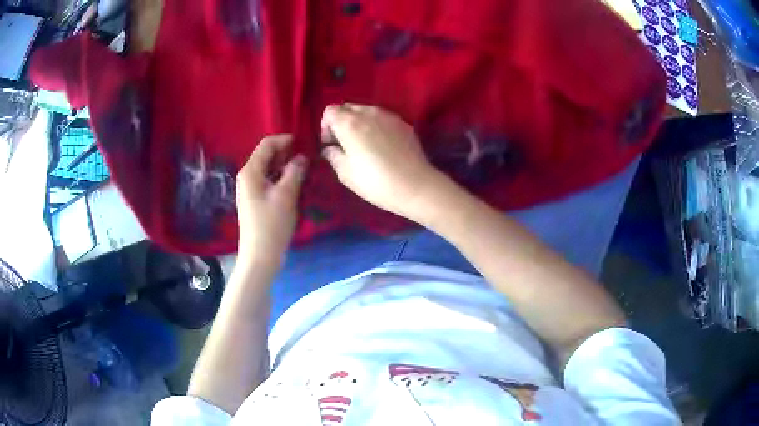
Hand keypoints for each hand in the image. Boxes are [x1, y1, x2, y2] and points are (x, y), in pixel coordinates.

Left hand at [236, 135, 307, 262]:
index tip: (304, 142)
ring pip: (269, 169)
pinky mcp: (256, 201)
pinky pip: (269, 181)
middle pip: (266, 156)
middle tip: (307, 156)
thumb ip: (294, 172)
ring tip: (305, 169)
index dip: (284, 140)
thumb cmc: (271, 224)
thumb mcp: (286, 195)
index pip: (266, 145)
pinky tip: (295, 184)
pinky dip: (282, 178)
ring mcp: (250, 190)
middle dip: (286, 153)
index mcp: (250, 171)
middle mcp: (247, 177)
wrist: (260, 256)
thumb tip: (301, 157)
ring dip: (285, 166)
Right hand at [320, 104, 445, 219]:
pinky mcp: (404, 123)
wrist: (415, 186)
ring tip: (365, 145)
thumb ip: (333, 155)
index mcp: (349, 123)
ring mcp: (388, 116)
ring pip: (366, 111)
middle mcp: (368, 113)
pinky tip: (383, 146)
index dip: (326, 127)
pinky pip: (383, 118)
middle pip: (348, 107)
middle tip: (346, 144)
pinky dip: (377, 126)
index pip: (329, 111)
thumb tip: (330, 149)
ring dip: (360, 123)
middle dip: (342, 122)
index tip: (331, 144)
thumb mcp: (345, 173)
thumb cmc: (375, 182)